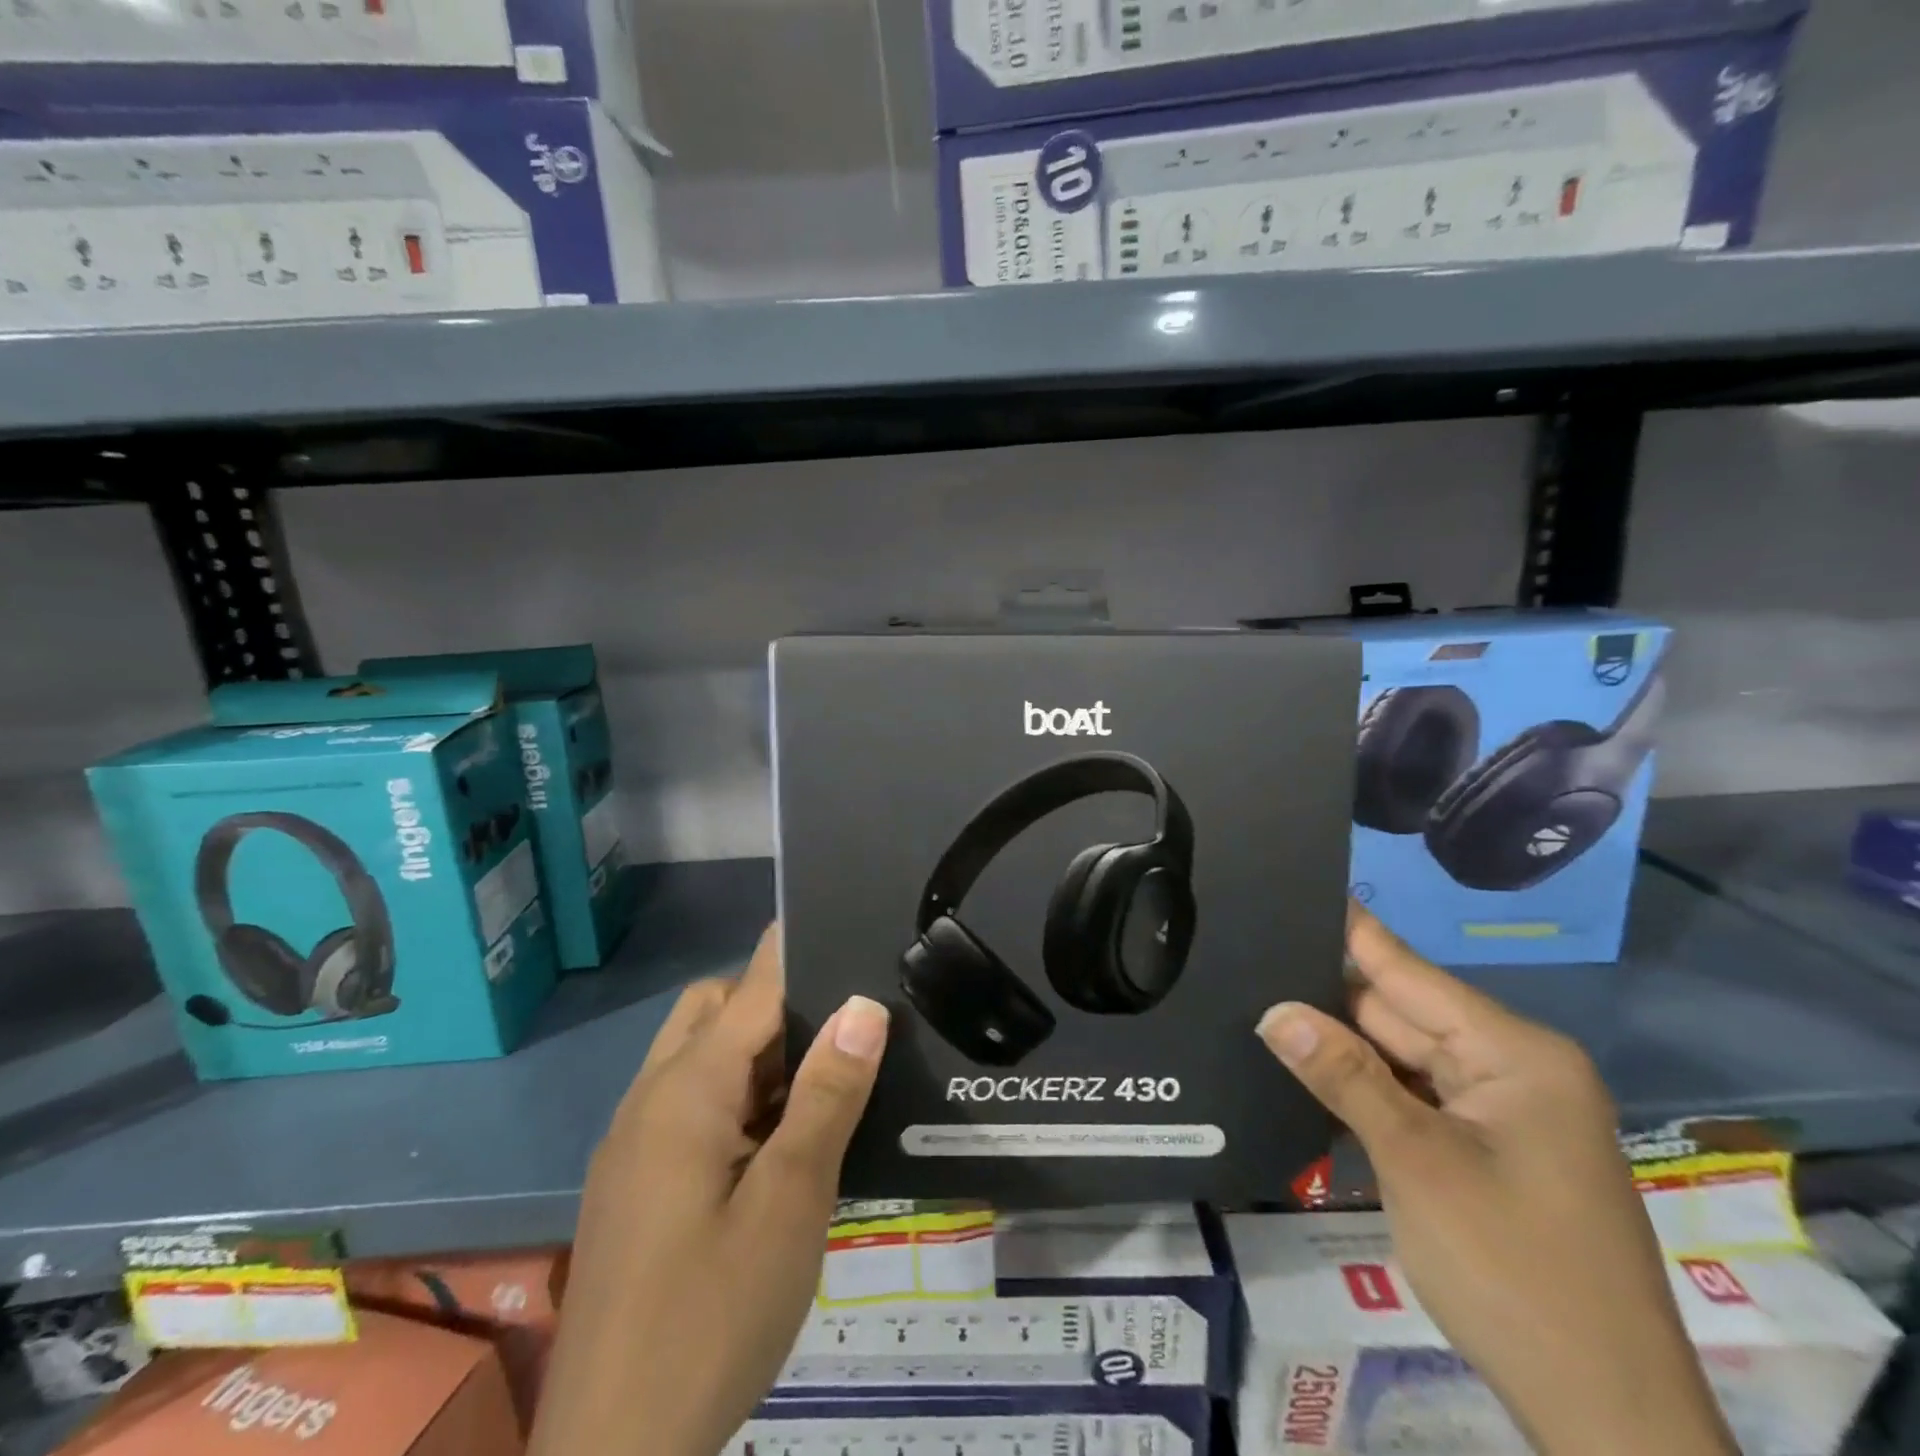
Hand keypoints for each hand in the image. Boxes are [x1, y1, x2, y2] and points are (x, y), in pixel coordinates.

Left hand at [529, 924, 889, 1455]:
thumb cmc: (710, 1322)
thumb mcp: (791, 1204)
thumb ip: (826, 1096)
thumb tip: (862, 1004)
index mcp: (686, 1090)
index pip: (753, 986)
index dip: (801, 949)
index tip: (850, 926)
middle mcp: (651, 1098)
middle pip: (716, 1010)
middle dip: (779, 1003)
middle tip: (846, 1032)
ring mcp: (634, 1143)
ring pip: (700, 1056)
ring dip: (758, 1053)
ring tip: (824, 1082)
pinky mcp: (634, 1183)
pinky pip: (689, 1103)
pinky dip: (736, 1096)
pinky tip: (779, 1142)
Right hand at [1257, 905, 1734, 1455]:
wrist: (1606, 1420)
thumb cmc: (1515, 1273)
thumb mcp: (1417, 1163)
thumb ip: (1343, 1074)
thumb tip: (1274, 1009)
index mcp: (1514, 1052)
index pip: (1406, 969)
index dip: (1345, 930)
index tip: (1288, 888)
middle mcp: (1511, 1066)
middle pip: (1398, 1011)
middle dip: (1326, 996)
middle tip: (1246, 963)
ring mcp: (1500, 1109)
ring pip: (1399, 1054)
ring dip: (1340, 1045)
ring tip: (1258, 1005)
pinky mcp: (1485, 1146)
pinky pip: (1411, 1093)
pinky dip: (1364, 1086)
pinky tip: (1305, 1066)